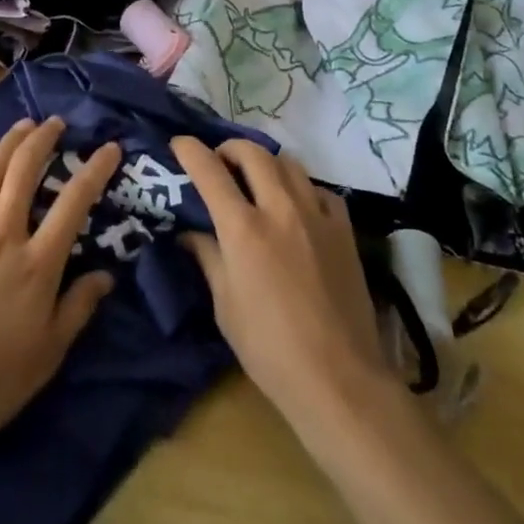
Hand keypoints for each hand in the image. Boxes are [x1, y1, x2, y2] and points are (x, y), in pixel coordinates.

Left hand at [0, 118, 120, 461]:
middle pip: (22, 173)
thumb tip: (106, 275)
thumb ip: (79, 308)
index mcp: (36, 265)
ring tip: (21, 128)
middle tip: (55, 122)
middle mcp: (2, 239)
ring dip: (6, 146)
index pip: (74, 203)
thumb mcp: (48, 355)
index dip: (95, 170)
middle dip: (41, 140)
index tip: (110, 148)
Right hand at [173, 137, 393, 427]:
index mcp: (243, 228)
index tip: (180, 144)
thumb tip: (190, 232)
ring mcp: (316, 215)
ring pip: (289, 163)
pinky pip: (319, 189)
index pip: (210, 171)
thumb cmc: (269, 349)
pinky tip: (297, 207)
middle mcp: (279, 208)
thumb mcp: (225, 305)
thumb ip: (208, 257)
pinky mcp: (343, 229)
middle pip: (253, 153)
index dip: (190, 151)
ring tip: (257, 180)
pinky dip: (301, 188)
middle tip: (220, 162)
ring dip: (266, 163)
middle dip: (230, 148)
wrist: (338, 378)